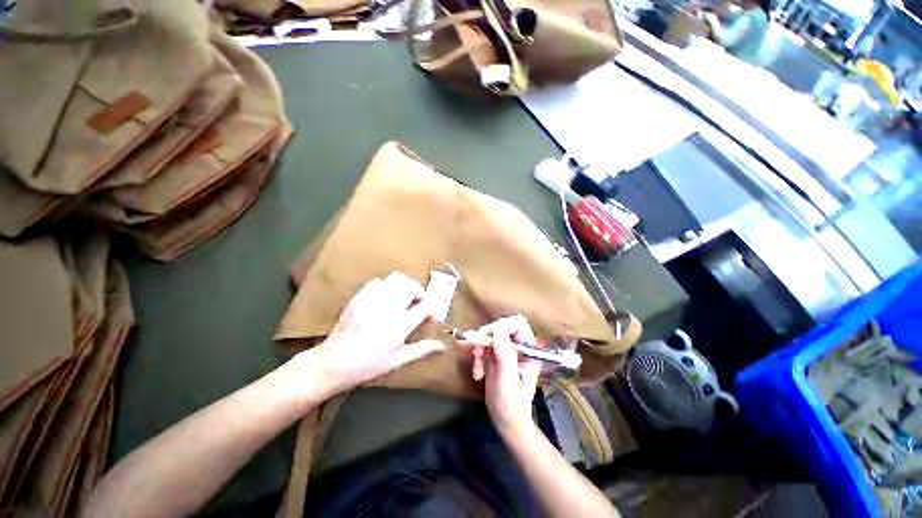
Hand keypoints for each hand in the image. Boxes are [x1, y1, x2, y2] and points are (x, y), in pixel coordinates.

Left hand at [310, 271, 446, 394]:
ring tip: (402, 297)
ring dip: (404, 286)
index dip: (431, 309)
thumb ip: (422, 350)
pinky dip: (386, 286)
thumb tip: (442, 346)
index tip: (430, 315)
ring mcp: (371, 301)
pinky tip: (385, 298)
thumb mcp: (397, 360)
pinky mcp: (359, 297)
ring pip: (396, 279)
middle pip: (411, 286)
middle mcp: (386, 310)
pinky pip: (378, 281)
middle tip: (417, 302)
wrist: (333, 363)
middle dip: (419, 292)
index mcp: (398, 327)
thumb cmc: (368, 365)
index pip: (424, 307)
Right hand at [466, 315, 541, 435]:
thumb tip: (498, 330)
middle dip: (486, 338)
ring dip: (479, 348)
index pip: (518, 324)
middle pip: (501, 327)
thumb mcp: (508, 382)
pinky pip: (483, 346)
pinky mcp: (495, 356)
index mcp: (529, 350)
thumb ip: (505, 356)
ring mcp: (506, 351)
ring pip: (489, 335)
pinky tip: (476, 372)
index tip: (488, 339)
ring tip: (477, 368)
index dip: (502, 326)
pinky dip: (476, 355)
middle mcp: (518, 347)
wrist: (506, 423)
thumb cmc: (512, 406)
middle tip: (477, 353)